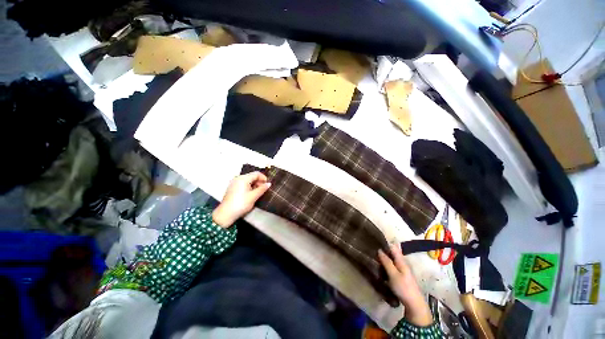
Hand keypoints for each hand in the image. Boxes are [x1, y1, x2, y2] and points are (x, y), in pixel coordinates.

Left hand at [212, 172, 270, 227]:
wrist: (226, 214)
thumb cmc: (241, 204)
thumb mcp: (254, 196)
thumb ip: (262, 189)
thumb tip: (269, 184)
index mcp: (243, 178)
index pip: (256, 174)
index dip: (263, 178)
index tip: (267, 185)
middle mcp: (238, 178)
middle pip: (252, 176)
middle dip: (259, 181)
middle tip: (263, 189)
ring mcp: (234, 183)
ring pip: (248, 180)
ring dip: (254, 184)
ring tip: (258, 192)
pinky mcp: (232, 188)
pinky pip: (243, 184)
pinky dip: (249, 187)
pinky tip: (251, 194)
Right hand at [378, 244, 432, 326]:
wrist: (414, 304)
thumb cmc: (403, 287)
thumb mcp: (393, 274)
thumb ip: (387, 262)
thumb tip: (380, 250)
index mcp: (401, 261)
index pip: (393, 247)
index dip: (386, 243)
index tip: (376, 241)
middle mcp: (402, 263)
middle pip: (393, 253)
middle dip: (384, 250)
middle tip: (373, 249)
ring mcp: (402, 270)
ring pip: (392, 260)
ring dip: (385, 257)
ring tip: (375, 257)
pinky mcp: (401, 276)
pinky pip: (392, 266)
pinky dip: (387, 264)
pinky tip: (381, 267)